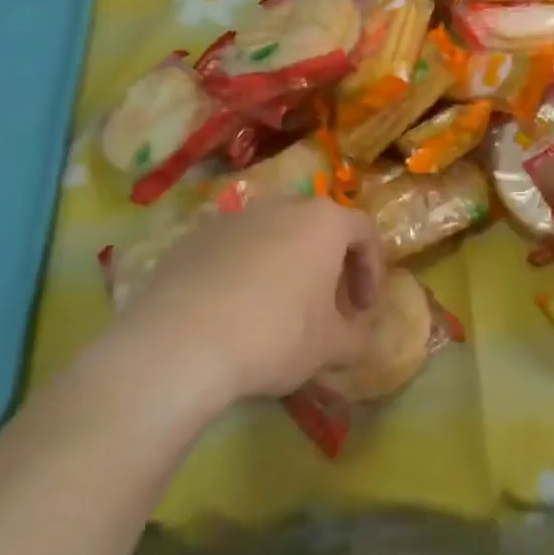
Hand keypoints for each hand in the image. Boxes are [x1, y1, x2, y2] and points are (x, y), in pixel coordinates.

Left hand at [109, 198, 384, 408]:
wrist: (182, 342)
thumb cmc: (275, 335)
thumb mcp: (330, 348)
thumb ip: (357, 337)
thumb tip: (359, 336)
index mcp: (323, 221)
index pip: (364, 232)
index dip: (372, 269)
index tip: (364, 308)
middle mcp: (281, 206)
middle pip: (316, 227)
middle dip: (327, 264)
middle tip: (324, 306)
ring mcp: (233, 218)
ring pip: (272, 235)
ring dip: (284, 265)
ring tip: (276, 309)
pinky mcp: (194, 238)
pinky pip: (232, 250)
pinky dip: (242, 272)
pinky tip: (232, 312)